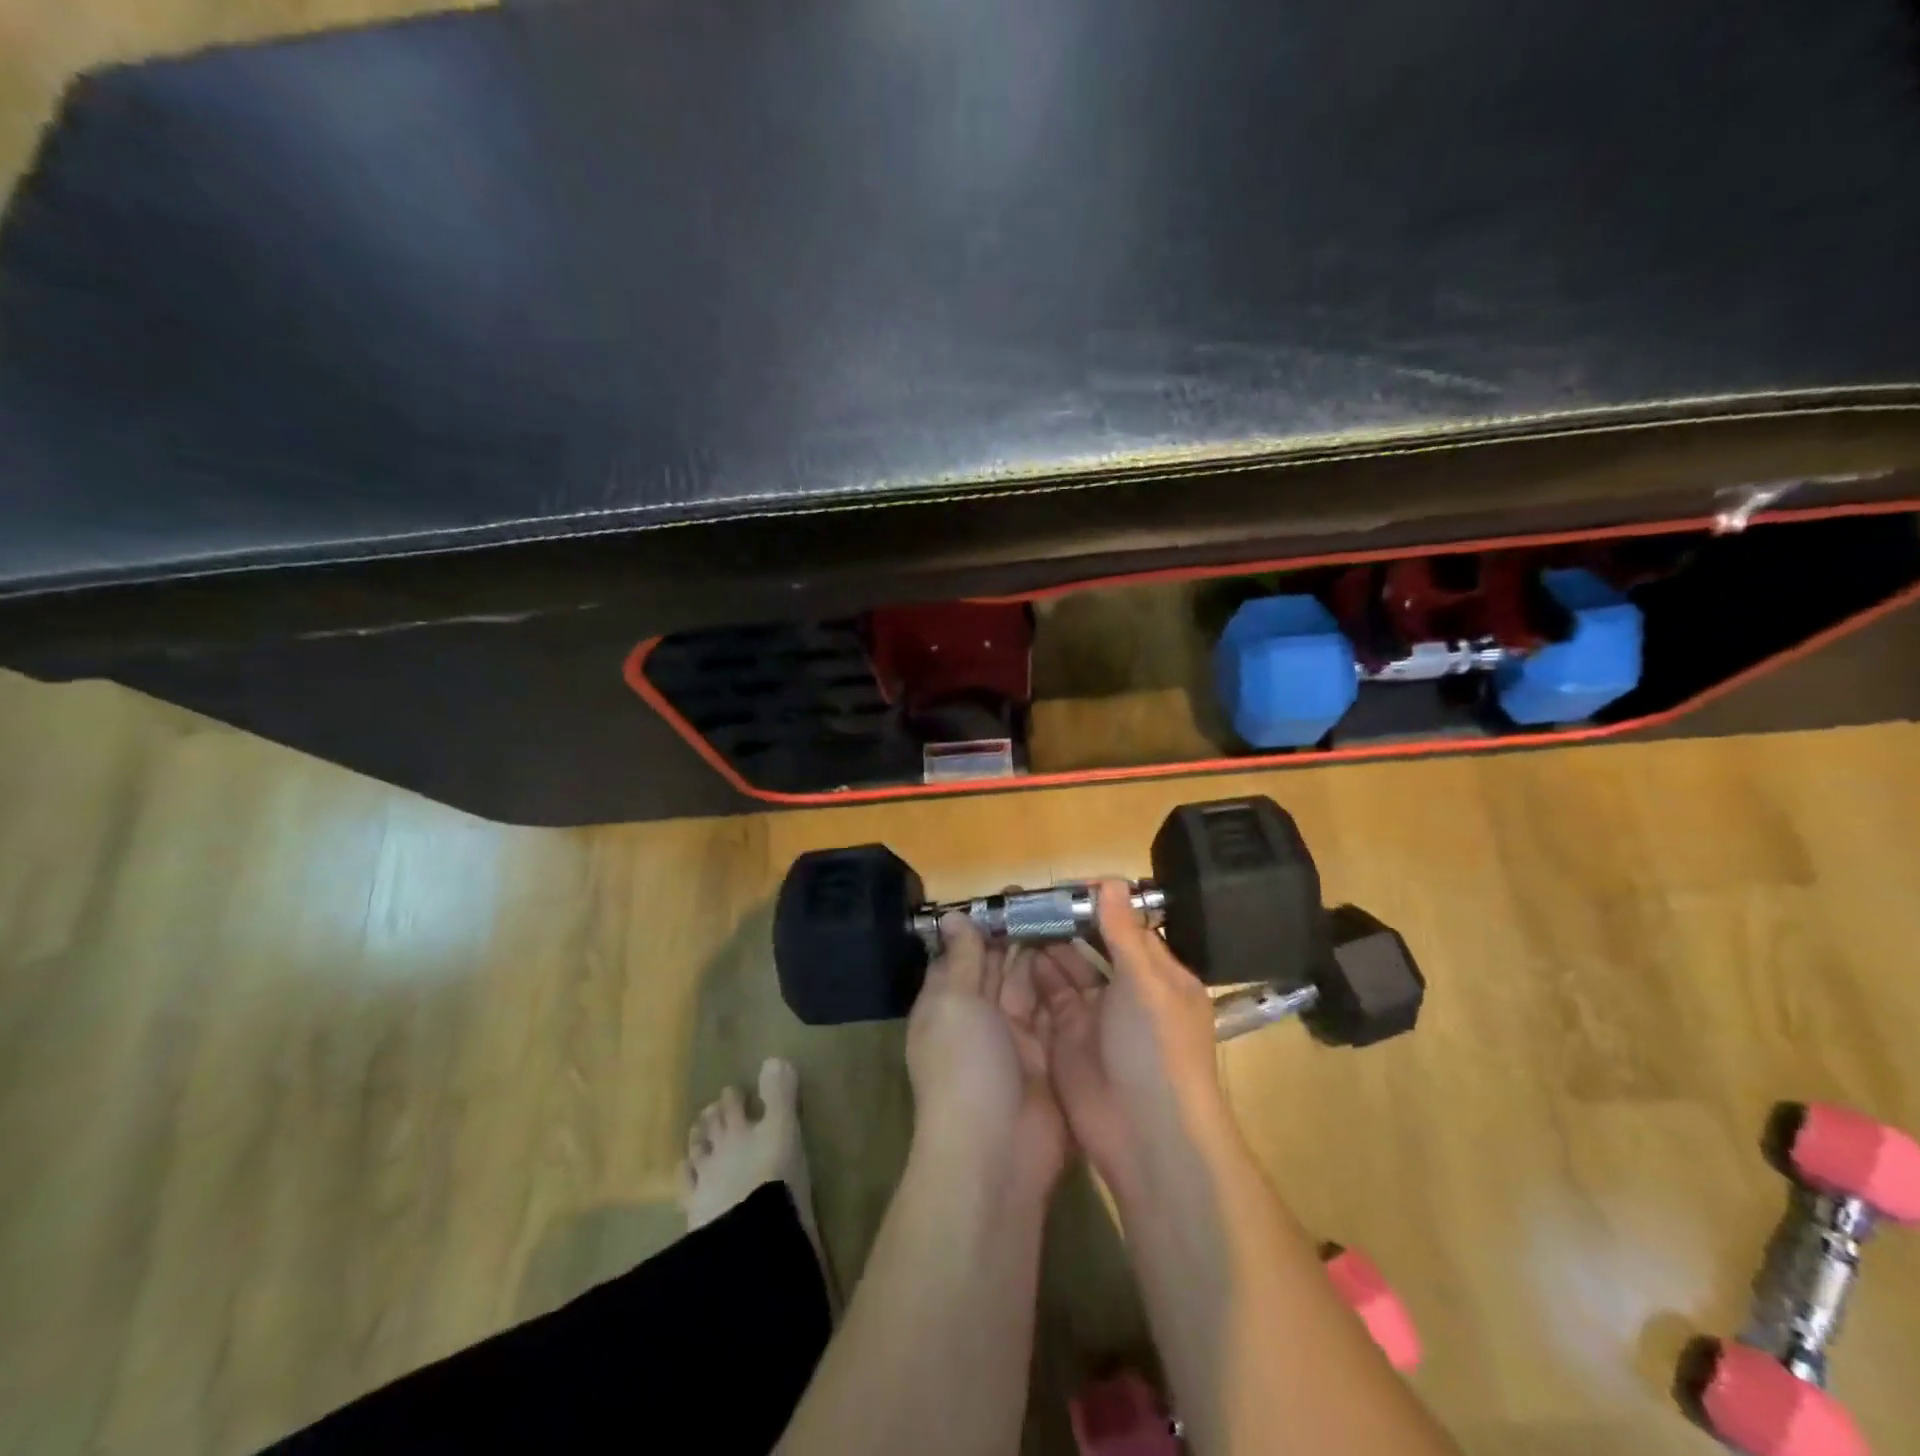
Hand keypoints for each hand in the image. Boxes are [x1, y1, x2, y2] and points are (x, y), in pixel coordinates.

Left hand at [906, 910, 1069, 1194]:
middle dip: (1022, 936)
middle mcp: (981, 1018)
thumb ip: (961, 959)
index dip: (987, 924)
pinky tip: (1087, 958)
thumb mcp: (953, 1004)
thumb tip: (950, 917)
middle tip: (1055, 901)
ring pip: (1033, 987)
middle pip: (1002, 967)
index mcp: (949, 1003)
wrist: (996, 1153)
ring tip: (1075, 920)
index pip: (967, 953)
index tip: (1016, 894)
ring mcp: (1018, 1040)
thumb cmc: (963, 1067)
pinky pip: (1058, 1014)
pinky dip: (1068, 989)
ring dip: (1048, 957)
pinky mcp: (1051, 1058)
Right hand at [1033, 881, 1230, 1199]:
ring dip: (1046, 944)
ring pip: (1067, 968)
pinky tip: (1013, 951)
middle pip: (1092, 946)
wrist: (1146, 1136)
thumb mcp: (1146, 983)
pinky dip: (1033, 975)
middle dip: (1064, 922)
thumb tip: (1112, 880)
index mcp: (1157, 975)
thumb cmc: (1157, 1048)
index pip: (1126, 926)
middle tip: (1027, 898)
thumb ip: (1124, 932)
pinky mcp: (1067, 1037)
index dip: (1096, 903)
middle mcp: (1127, 991)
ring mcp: (1095, 1015)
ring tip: (1014, 917)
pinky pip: (1048, 997)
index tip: (1061, 885)